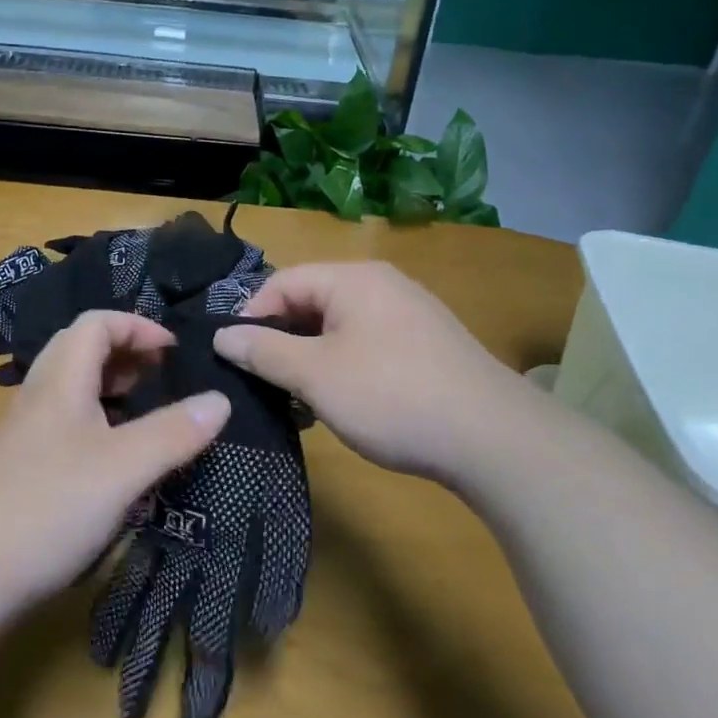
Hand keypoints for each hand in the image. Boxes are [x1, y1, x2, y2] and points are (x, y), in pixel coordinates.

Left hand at [0, 310, 231, 618]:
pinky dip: (96, 422)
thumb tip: (221, 400)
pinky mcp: (19, 467)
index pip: (97, 323)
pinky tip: (113, 460)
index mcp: (60, 381)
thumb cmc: (49, 506)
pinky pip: (63, 423)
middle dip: (126, 353)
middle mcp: (38, 396)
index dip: (137, 326)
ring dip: (110, 388)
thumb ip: (174, 432)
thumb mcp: (124, 468)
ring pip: (71, 389)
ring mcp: (24, 433)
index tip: (174, 351)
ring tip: (145, 412)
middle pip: (81, 349)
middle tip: (162, 377)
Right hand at [212, 262, 537, 489]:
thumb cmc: (391, 396)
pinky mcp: (427, 347)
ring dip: (311, 361)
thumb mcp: (316, 375)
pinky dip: (344, 369)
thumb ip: (264, 352)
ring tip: (299, 403)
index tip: (235, 358)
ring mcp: (409, 315)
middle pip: (311, 303)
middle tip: (264, 385)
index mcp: (353, 279)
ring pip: (339, 328)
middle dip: (282, 342)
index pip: (282, 282)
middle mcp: (382, 285)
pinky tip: (342, 407)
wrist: (494, 439)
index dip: (252, 317)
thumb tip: (223, 336)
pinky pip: (368, 346)